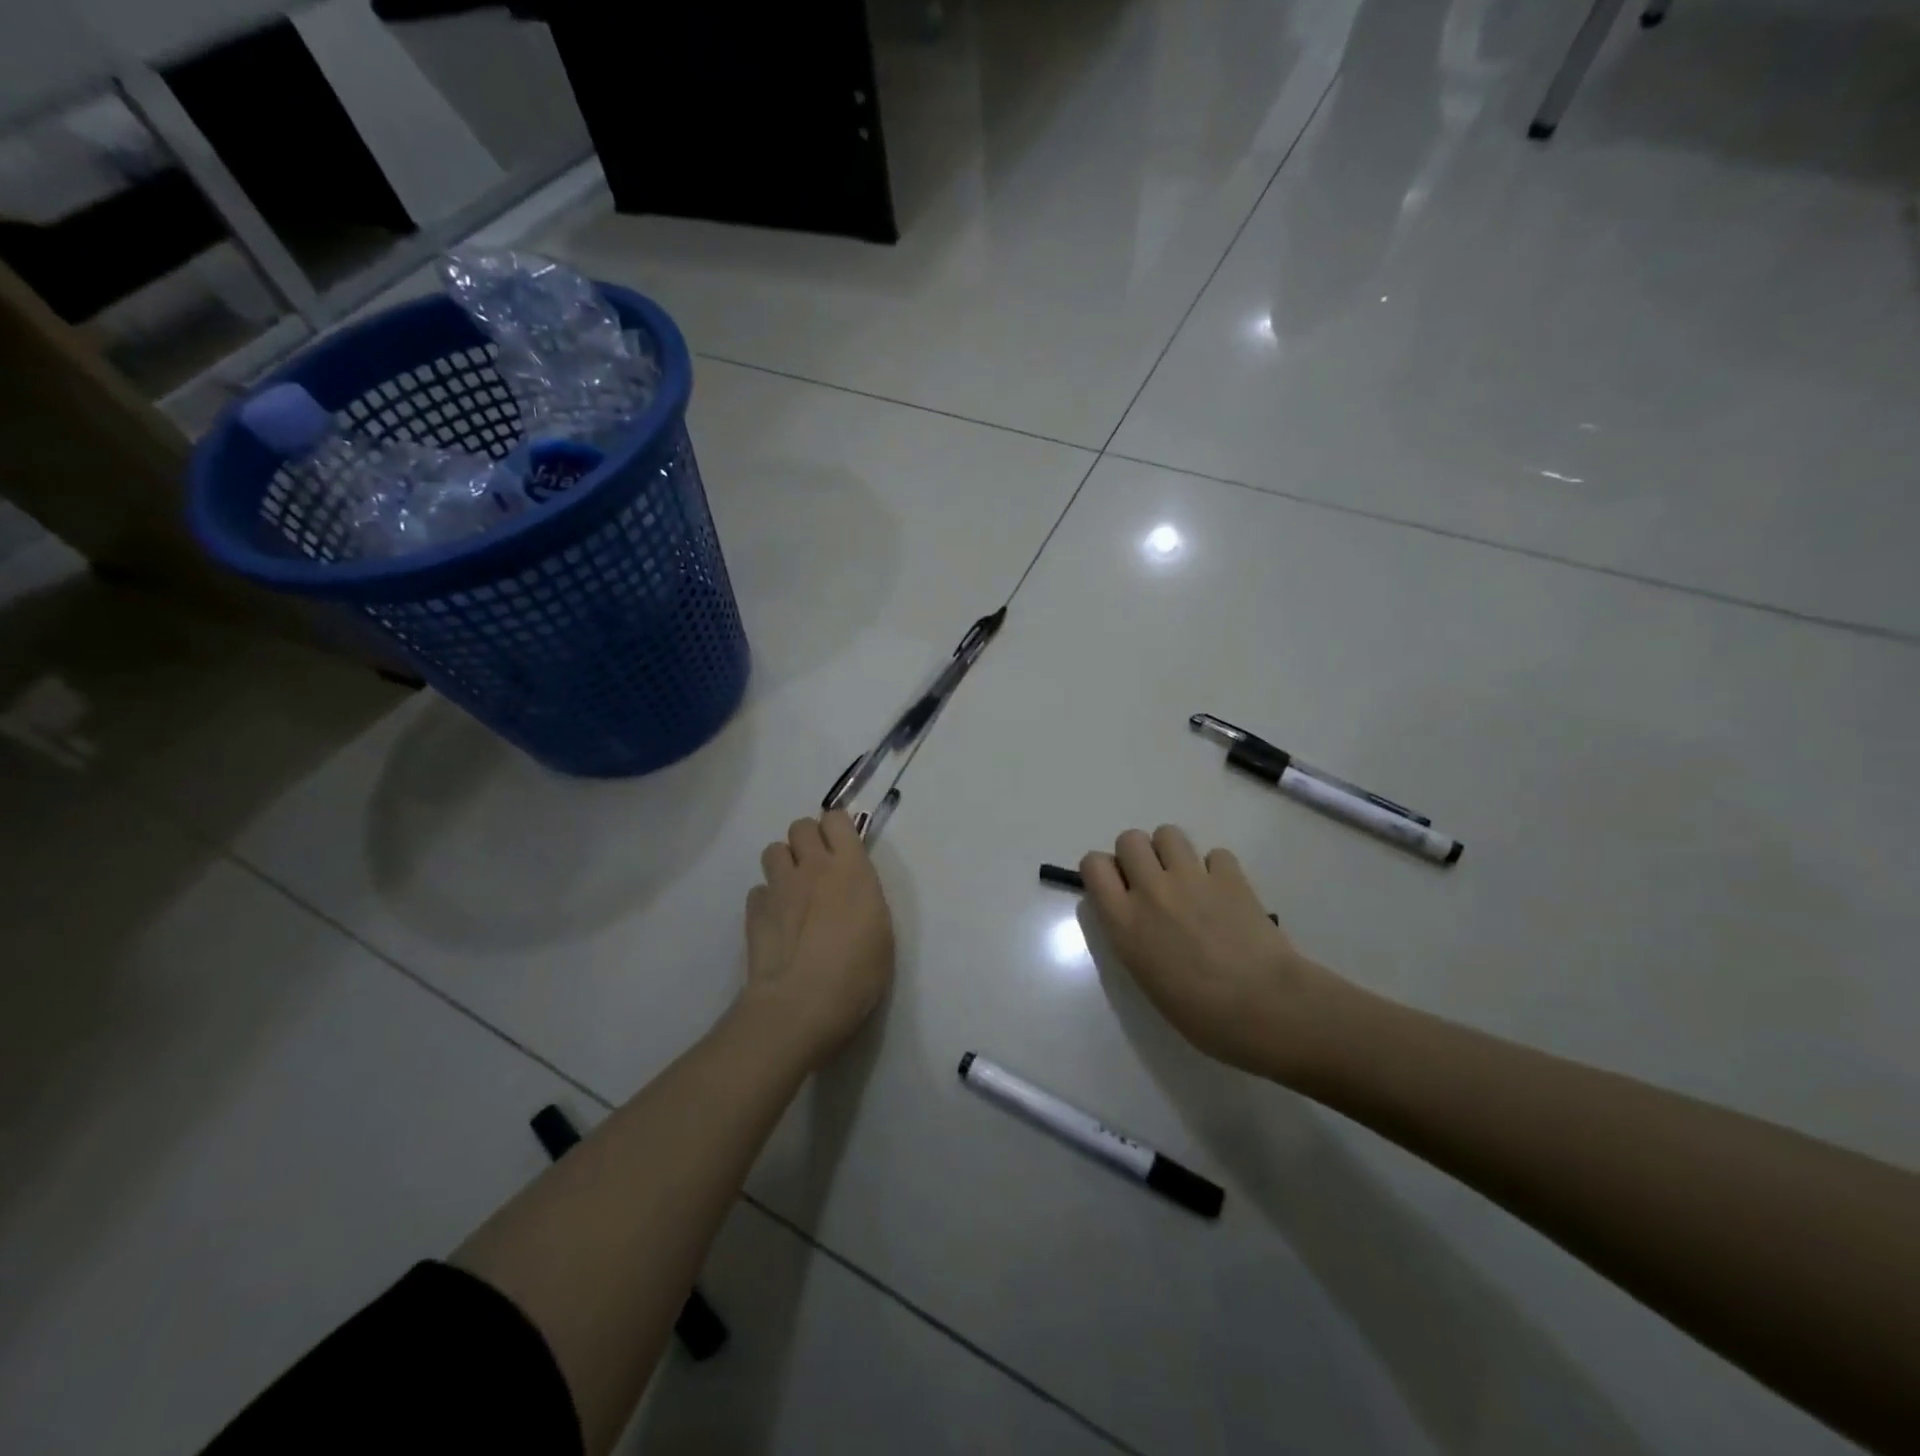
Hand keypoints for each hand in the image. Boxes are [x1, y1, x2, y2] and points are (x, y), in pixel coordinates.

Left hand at [737, 811, 895, 1069]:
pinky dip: (767, 900)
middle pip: (800, 826)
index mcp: (851, 868)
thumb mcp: (880, 930)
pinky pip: (758, 890)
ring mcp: (779, 887)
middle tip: (818, 869)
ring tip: (794, 892)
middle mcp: (813, 867)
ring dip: (784, 864)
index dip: (836, 829)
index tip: (842, 849)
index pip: (836, 818)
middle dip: (807, 841)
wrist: (801, 1004)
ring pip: (773, 850)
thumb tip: (849, 889)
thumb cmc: (857, 972)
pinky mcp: (754, 911)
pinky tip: (777, 923)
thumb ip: (864, 897)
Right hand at [1080, 826, 1345, 1080]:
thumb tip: (1136, 915)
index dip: (1103, 871)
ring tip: (1186, 879)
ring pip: (1168, 833)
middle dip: (1137, 855)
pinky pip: (1214, 853)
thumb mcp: (1145, 976)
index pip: (1093, 865)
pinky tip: (1224, 892)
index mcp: (1124, 921)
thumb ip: (1131, 935)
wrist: (1265, 1008)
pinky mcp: (1230, 875)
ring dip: (1172, 852)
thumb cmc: (1200, 1013)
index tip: (1117, 888)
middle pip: (1129, 839)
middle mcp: (1151, 890)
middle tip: (1153, 882)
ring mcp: (1192, 878)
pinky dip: (1216, 869)